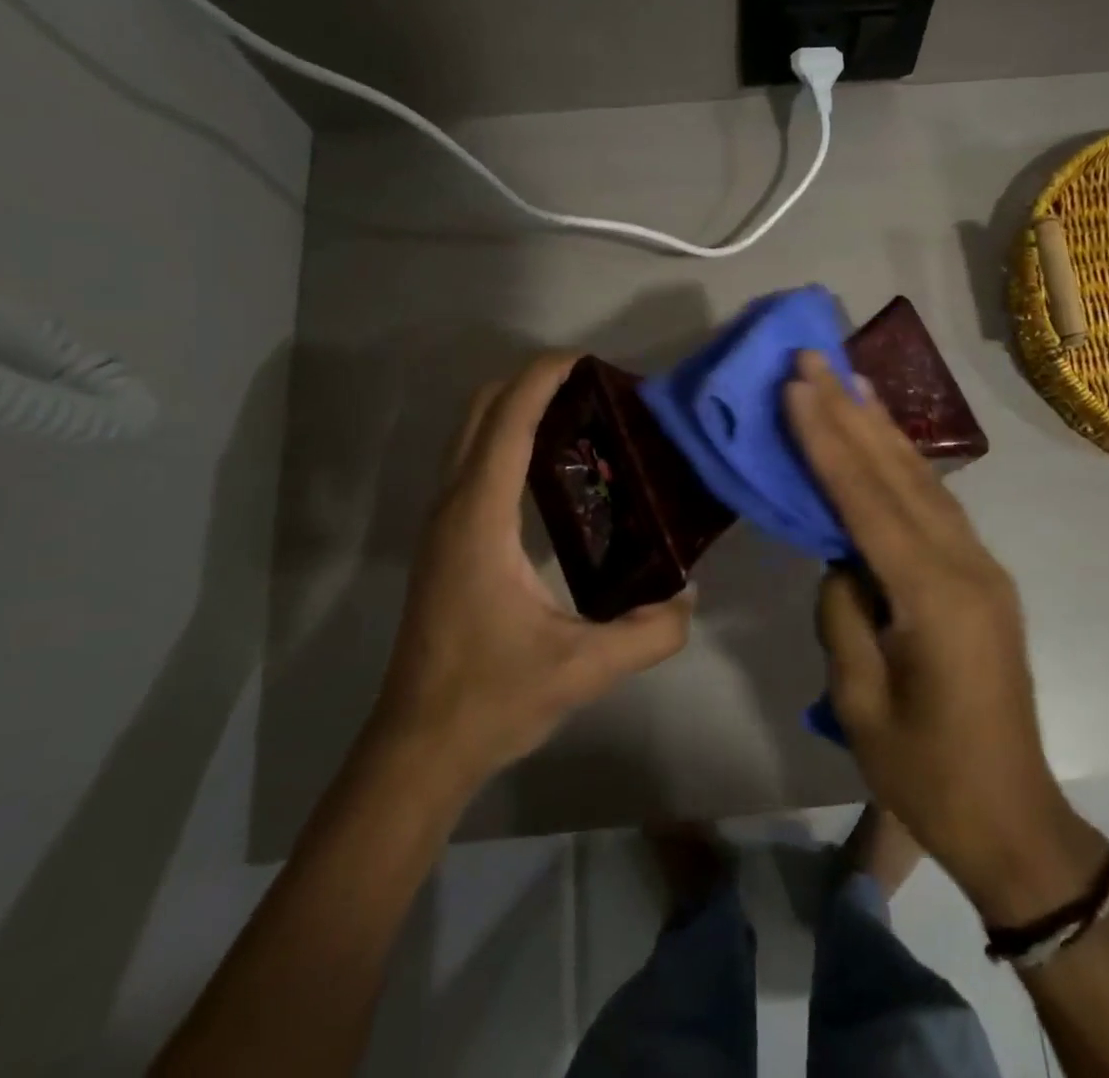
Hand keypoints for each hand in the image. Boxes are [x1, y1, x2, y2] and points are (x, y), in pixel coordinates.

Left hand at [372, 352, 693, 785]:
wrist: (419, 747)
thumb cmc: (491, 698)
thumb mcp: (584, 669)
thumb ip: (649, 632)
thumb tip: (689, 596)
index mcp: (480, 519)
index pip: (507, 421)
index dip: (544, 378)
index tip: (588, 360)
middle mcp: (453, 506)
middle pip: (480, 411)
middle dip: (530, 383)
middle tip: (592, 389)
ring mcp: (443, 523)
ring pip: (471, 435)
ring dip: (516, 409)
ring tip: (580, 418)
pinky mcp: (445, 541)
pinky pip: (474, 464)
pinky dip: (507, 440)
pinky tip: (554, 471)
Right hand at [785, 352, 1107, 923]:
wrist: (1014, 818)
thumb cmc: (928, 774)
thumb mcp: (861, 703)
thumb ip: (844, 615)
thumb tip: (843, 559)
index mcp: (933, 596)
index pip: (867, 499)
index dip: (827, 439)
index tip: (797, 386)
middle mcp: (965, 564)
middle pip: (898, 473)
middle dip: (851, 412)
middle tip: (815, 357)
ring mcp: (981, 567)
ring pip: (923, 480)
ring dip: (881, 427)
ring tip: (849, 378)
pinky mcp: (982, 576)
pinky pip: (936, 507)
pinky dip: (906, 465)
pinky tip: (886, 441)